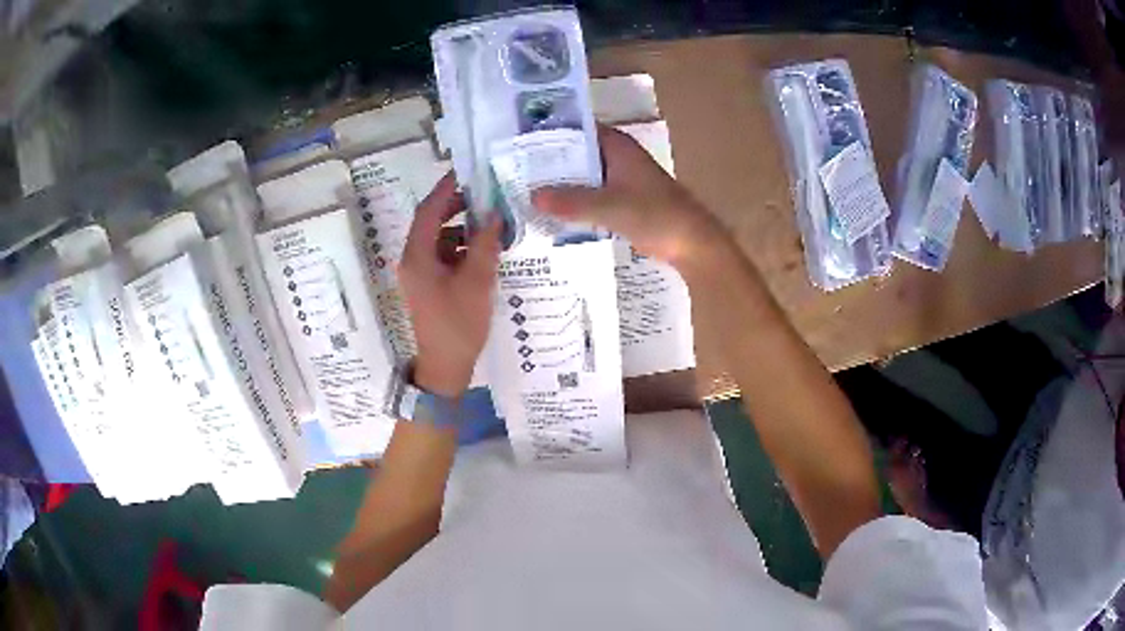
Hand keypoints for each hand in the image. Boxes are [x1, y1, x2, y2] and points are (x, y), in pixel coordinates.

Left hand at [399, 173, 501, 396]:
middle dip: (457, 208)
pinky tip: (485, 251)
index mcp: (417, 256)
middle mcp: (414, 260)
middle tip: (485, 196)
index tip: (468, 173)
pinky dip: (462, 248)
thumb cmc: (458, 324)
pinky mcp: (430, 285)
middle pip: (432, 222)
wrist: (445, 367)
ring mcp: (420, 273)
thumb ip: (485, 244)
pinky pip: (444, 256)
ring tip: (492, 225)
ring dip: (463, 229)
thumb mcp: (477, 282)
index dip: (446, 189)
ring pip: (440, 239)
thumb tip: (493, 214)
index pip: (429, 210)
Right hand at [532, 126, 722, 269]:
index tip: (517, 140)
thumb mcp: (610, 206)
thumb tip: (532, 196)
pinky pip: (590, 196)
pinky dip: (573, 201)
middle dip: (548, 161)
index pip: (576, 129)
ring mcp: (620, 180)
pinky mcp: (622, 201)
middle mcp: (617, 157)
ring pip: (582, 176)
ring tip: (522, 190)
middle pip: (576, 153)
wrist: (692, 243)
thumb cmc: (656, 215)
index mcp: (617, 146)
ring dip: (560, 184)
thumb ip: (571, 201)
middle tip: (511, 169)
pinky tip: (549, 213)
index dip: (548, 132)